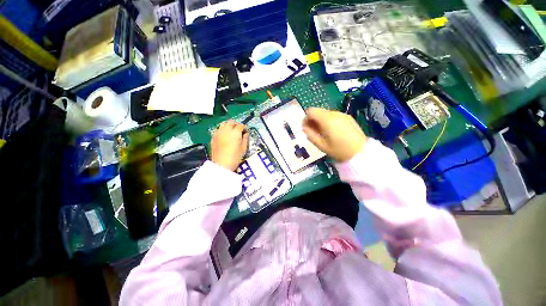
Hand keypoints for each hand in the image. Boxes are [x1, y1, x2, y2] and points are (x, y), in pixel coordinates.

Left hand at [211, 120, 248, 170]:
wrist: (221, 165)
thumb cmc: (235, 158)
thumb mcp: (243, 149)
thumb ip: (245, 139)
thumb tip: (246, 134)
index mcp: (235, 133)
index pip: (240, 126)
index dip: (244, 128)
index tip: (246, 131)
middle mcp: (226, 130)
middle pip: (231, 122)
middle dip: (236, 124)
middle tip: (239, 129)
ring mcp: (218, 133)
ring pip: (223, 124)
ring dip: (229, 125)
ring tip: (232, 130)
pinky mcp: (213, 137)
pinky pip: (218, 129)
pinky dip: (222, 129)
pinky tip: (225, 134)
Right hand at [303, 108, 367, 161]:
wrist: (361, 152)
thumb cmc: (339, 150)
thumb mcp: (321, 145)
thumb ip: (310, 135)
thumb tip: (304, 128)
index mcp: (327, 120)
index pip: (311, 111)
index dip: (305, 118)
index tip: (305, 128)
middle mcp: (334, 114)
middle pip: (318, 111)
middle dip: (312, 120)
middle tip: (312, 131)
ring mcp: (342, 114)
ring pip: (325, 113)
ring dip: (320, 120)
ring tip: (322, 133)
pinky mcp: (347, 117)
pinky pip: (333, 116)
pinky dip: (328, 121)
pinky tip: (331, 131)